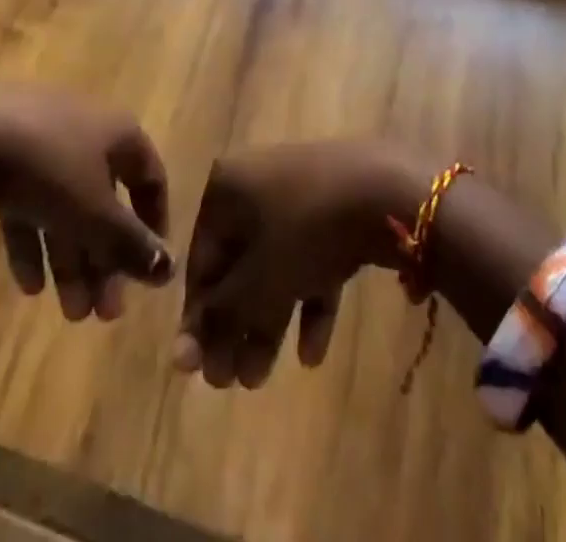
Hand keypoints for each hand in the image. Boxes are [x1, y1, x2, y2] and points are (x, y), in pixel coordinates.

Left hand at [0, 86, 171, 321]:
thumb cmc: (48, 167)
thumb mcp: (95, 213)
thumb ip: (131, 244)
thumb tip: (170, 269)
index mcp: (118, 133)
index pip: (149, 179)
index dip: (154, 225)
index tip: (149, 270)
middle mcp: (87, 130)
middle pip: (105, 201)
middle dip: (105, 260)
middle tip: (103, 314)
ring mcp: (43, 140)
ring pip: (66, 206)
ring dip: (72, 259)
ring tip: (68, 314)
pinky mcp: (4, 154)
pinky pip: (29, 201)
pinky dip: (33, 240)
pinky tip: (28, 285)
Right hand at [175, 139, 425, 387]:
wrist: (385, 190)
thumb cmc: (306, 229)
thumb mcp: (258, 280)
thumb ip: (220, 318)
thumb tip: (180, 357)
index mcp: (227, 186)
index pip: (201, 259)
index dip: (199, 317)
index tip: (199, 371)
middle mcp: (257, 183)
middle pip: (238, 263)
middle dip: (235, 324)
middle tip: (231, 381)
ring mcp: (300, 193)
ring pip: (275, 265)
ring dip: (266, 320)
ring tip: (260, 379)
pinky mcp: (335, 209)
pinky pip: (311, 258)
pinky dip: (307, 300)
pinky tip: (312, 353)